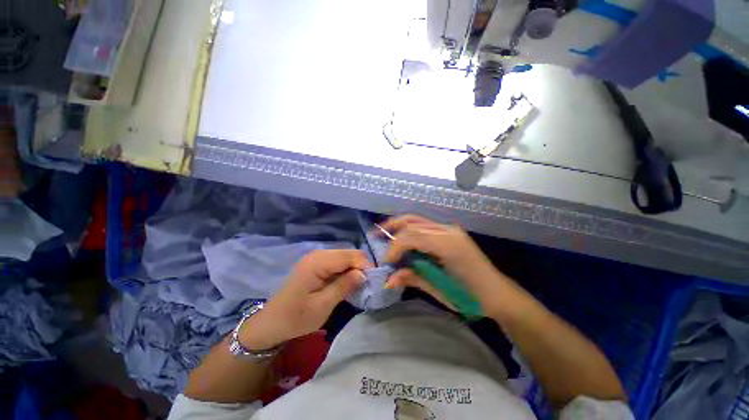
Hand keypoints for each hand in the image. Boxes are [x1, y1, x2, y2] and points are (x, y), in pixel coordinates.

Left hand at [239, 249, 372, 349]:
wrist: (271, 323)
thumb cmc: (296, 317)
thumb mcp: (323, 305)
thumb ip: (344, 286)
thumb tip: (363, 274)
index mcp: (318, 262)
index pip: (350, 256)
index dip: (365, 266)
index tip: (373, 282)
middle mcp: (318, 254)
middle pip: (349, 253)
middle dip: (361, 266)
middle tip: (367, 284)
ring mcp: (316, 257)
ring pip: (345, 256)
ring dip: (354, 268)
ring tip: (359, 284)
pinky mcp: (316, 263)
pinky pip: (337, 261)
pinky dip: (346, 269)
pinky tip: (347, 281)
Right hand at [381, 215, 516, 317]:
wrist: (497, 294)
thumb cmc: (470, 297)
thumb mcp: (439, 290)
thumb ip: (413, 278)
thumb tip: (388, 279)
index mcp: (447, 245)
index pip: (411, 237)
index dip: (395, 247)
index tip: (387, 262)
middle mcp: (448, 231)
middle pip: (412, 223)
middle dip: (392, 230)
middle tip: (376, 236)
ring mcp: (450, 229)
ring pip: (418, 220)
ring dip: (399, 224)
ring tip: (384, 230)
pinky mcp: (450, 232)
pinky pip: (425, 225)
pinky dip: (410, 228)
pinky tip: (402, 235)